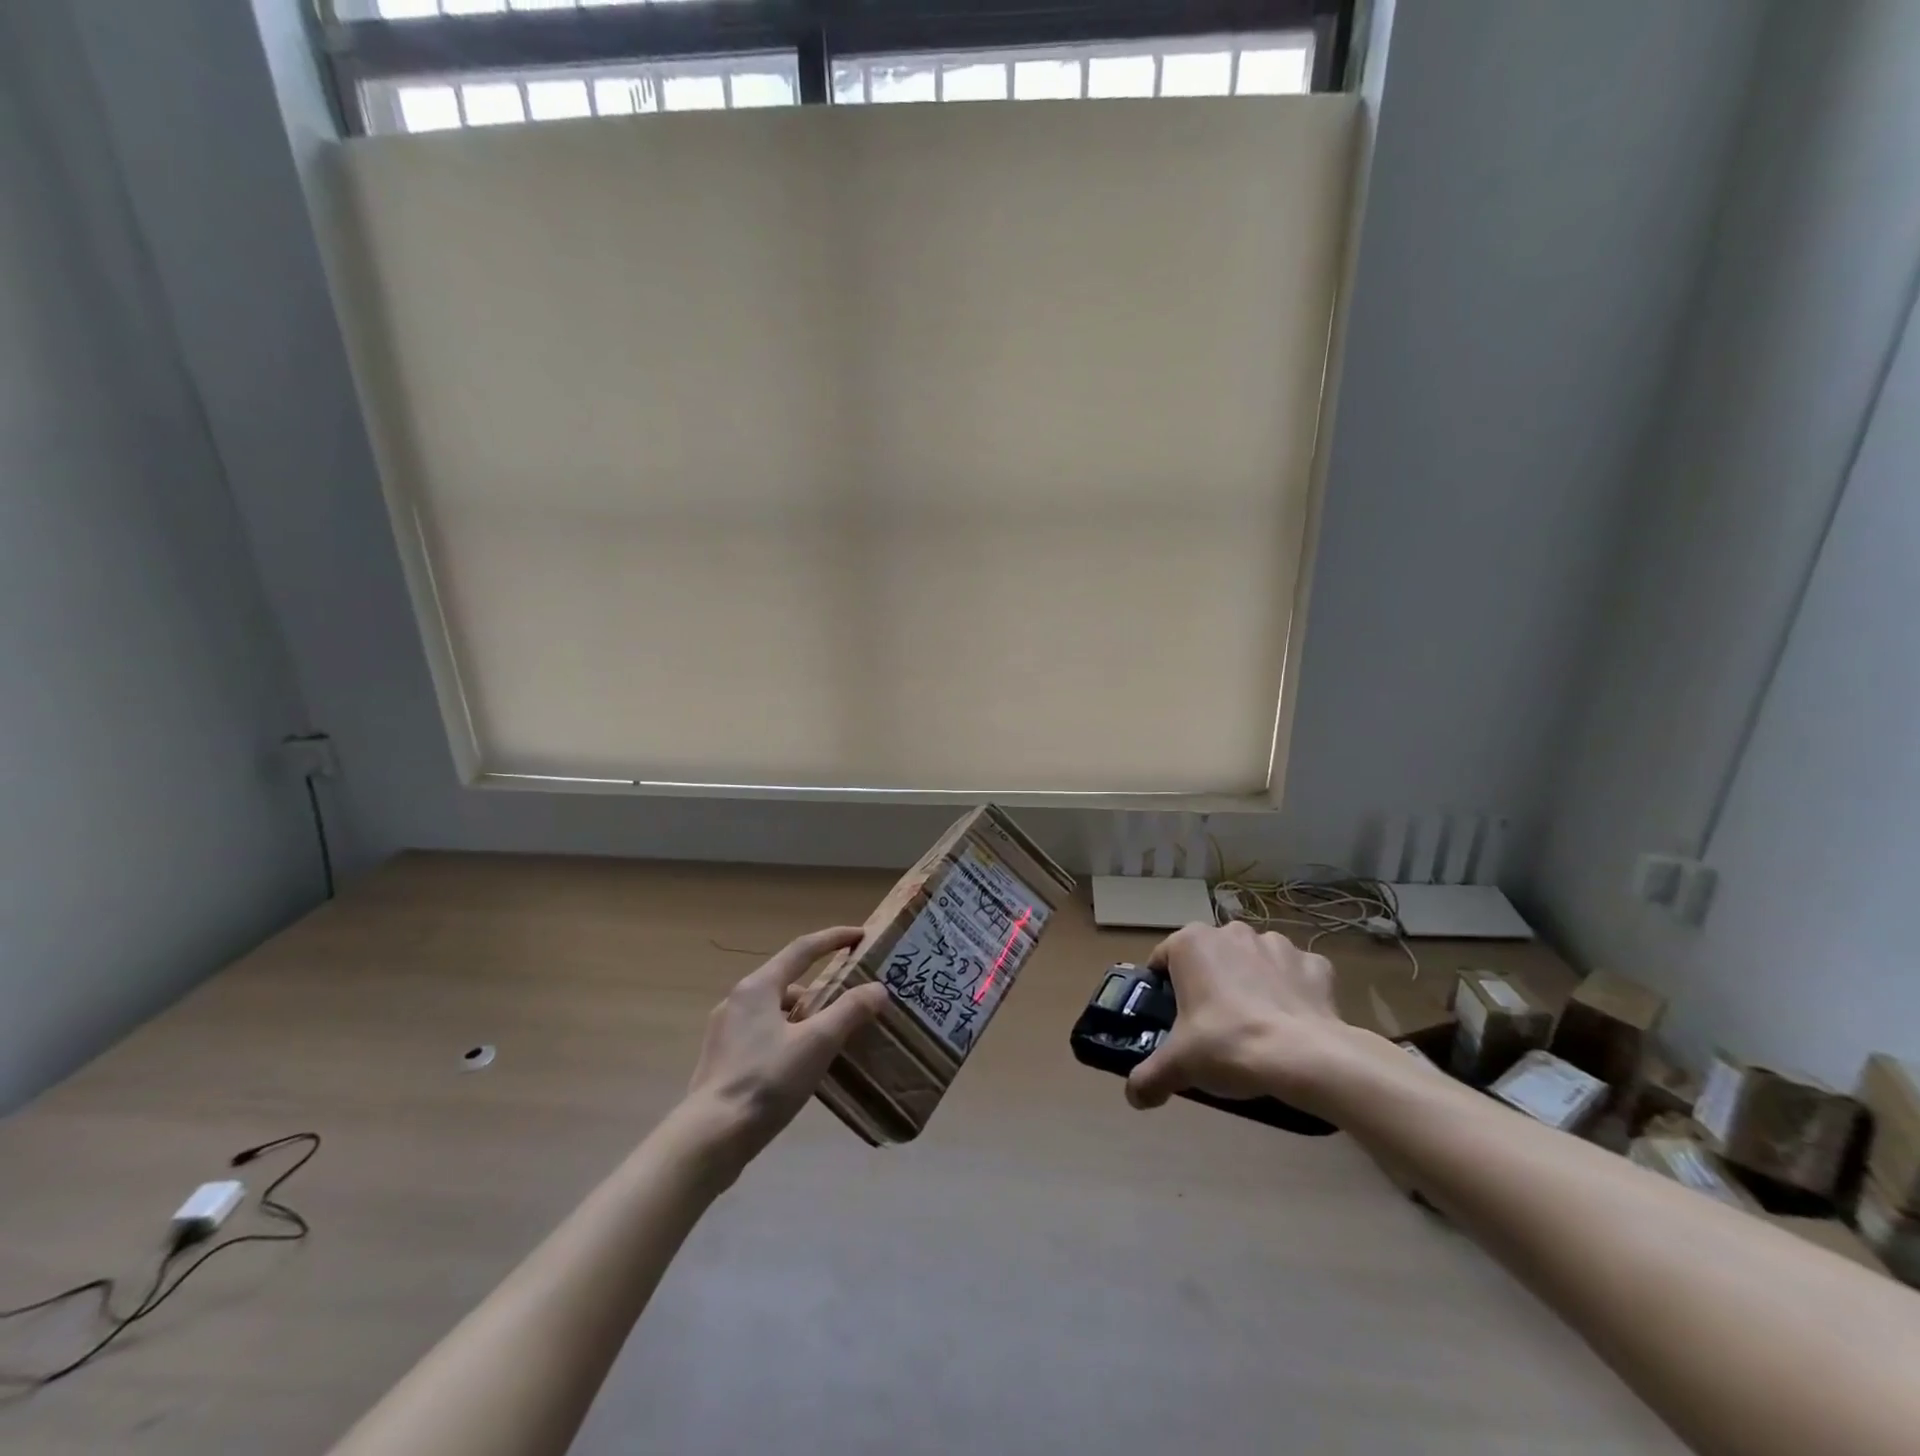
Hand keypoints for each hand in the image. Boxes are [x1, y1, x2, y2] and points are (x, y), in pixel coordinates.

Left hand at [682, 927, 889, 1162]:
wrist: (709, 1139)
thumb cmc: (765, 1082)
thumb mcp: (817, 1044)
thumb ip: (849, 1012)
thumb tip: (878, 989)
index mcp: (758, 987)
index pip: (802, 950)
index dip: (833, 939)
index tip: (860, 935)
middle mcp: (738, 1001)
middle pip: (788, 981)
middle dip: (822, 986)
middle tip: (851, 997)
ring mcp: (726, 1031)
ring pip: (776, 1011)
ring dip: (805, 1016)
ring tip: (832, 1037)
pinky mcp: (723, 1060)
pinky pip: (765, 1034)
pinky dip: (789, 1037)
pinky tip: (803, 1063)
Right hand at [1126, 921, 1342, 1113]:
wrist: (1304, 1058)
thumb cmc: (1228, 1045)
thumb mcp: (1178, 1066)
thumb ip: (1148, 1077)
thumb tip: (1134, 1097)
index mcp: (1190, 943)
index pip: (1163, 959)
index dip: (1164, 989)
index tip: (1172, 1018)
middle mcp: (1231, 932)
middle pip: (1210, 957)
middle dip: (1210, 983)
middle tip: (1212, 1026)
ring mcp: (1276, 944)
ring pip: (1253, 961)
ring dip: (1252, 982)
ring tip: (1255, 1025)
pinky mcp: (1314, 963)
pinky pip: (1295, 973)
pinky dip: (1292, 991)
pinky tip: (1291, 1022)